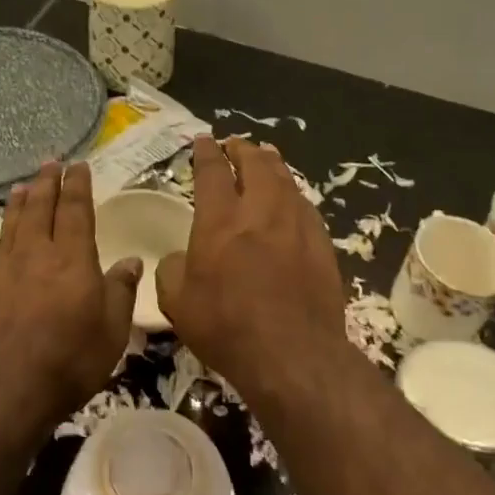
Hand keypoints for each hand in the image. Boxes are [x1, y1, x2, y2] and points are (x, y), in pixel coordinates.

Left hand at [0, 160, 141, 426]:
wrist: (0, 394)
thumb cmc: (67, 362)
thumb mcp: (111, 331)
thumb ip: (120, 291)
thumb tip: (131, 260)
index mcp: (71, 259)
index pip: (75, 210)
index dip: (77, 186)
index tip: (78, 165)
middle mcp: (34, 256)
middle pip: (40, 210)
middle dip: (46, 184)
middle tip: (49, 162)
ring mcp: (1, 274)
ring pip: (10, 228)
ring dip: (17, 205)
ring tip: (21, 186)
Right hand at [155, 136, 346, 390]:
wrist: (294, 354)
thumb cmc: (228, 327)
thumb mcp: (178, 304)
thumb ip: (172, 271)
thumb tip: (180, 259)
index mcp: (220, 221)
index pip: (212, 172)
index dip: (207, 152)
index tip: (204, 141)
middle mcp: (260, 211)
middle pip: (255, 164)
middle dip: (243, 149)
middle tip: (236, 144)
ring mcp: (296, 225)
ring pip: (285, 179)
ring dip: (272, 163)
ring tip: (266, 155)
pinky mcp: (321, 243)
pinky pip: (305, 205)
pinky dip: (293, 193)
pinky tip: (292, 198)